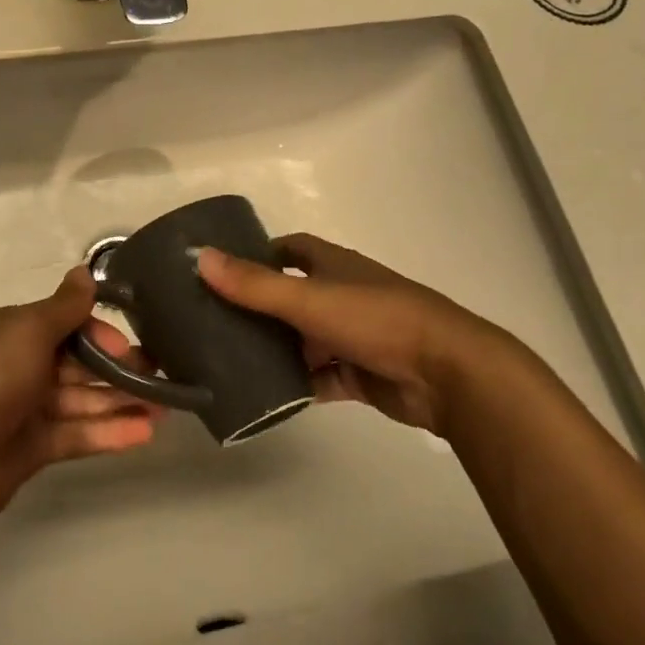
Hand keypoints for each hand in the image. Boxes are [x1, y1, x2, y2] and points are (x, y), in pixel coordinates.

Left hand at [0, 267, 160, 534]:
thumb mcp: (28, 332)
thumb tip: (85, 270)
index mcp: (17, 332)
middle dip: (122, 368)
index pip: (69, 324)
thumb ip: (64, 307)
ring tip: (168, 407)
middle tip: (165, 375)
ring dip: (123, 402)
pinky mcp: (34, 448)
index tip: (132, 345)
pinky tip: (145, 433)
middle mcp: (23, 366)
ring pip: (85, 400)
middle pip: (81, 363)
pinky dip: (109, 433)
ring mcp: (28, 409)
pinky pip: (78, 434)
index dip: (102, 332)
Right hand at [196, 233, 531, 435]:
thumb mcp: (309, 298)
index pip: (290, 250)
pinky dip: (295, 383)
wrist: (445, 373)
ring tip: (226, 360)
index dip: (258, 255)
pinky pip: (318, 376)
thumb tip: (199, 256)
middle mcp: (341, 295)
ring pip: (302, 340)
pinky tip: (263, 393)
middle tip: (211, 323)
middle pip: (290, 297)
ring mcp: (351, 337)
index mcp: (333, 266)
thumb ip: (254, 284)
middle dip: (257, 308)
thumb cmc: (376, 319)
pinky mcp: (359, 375)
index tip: (220, 271)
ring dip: (273, 349)